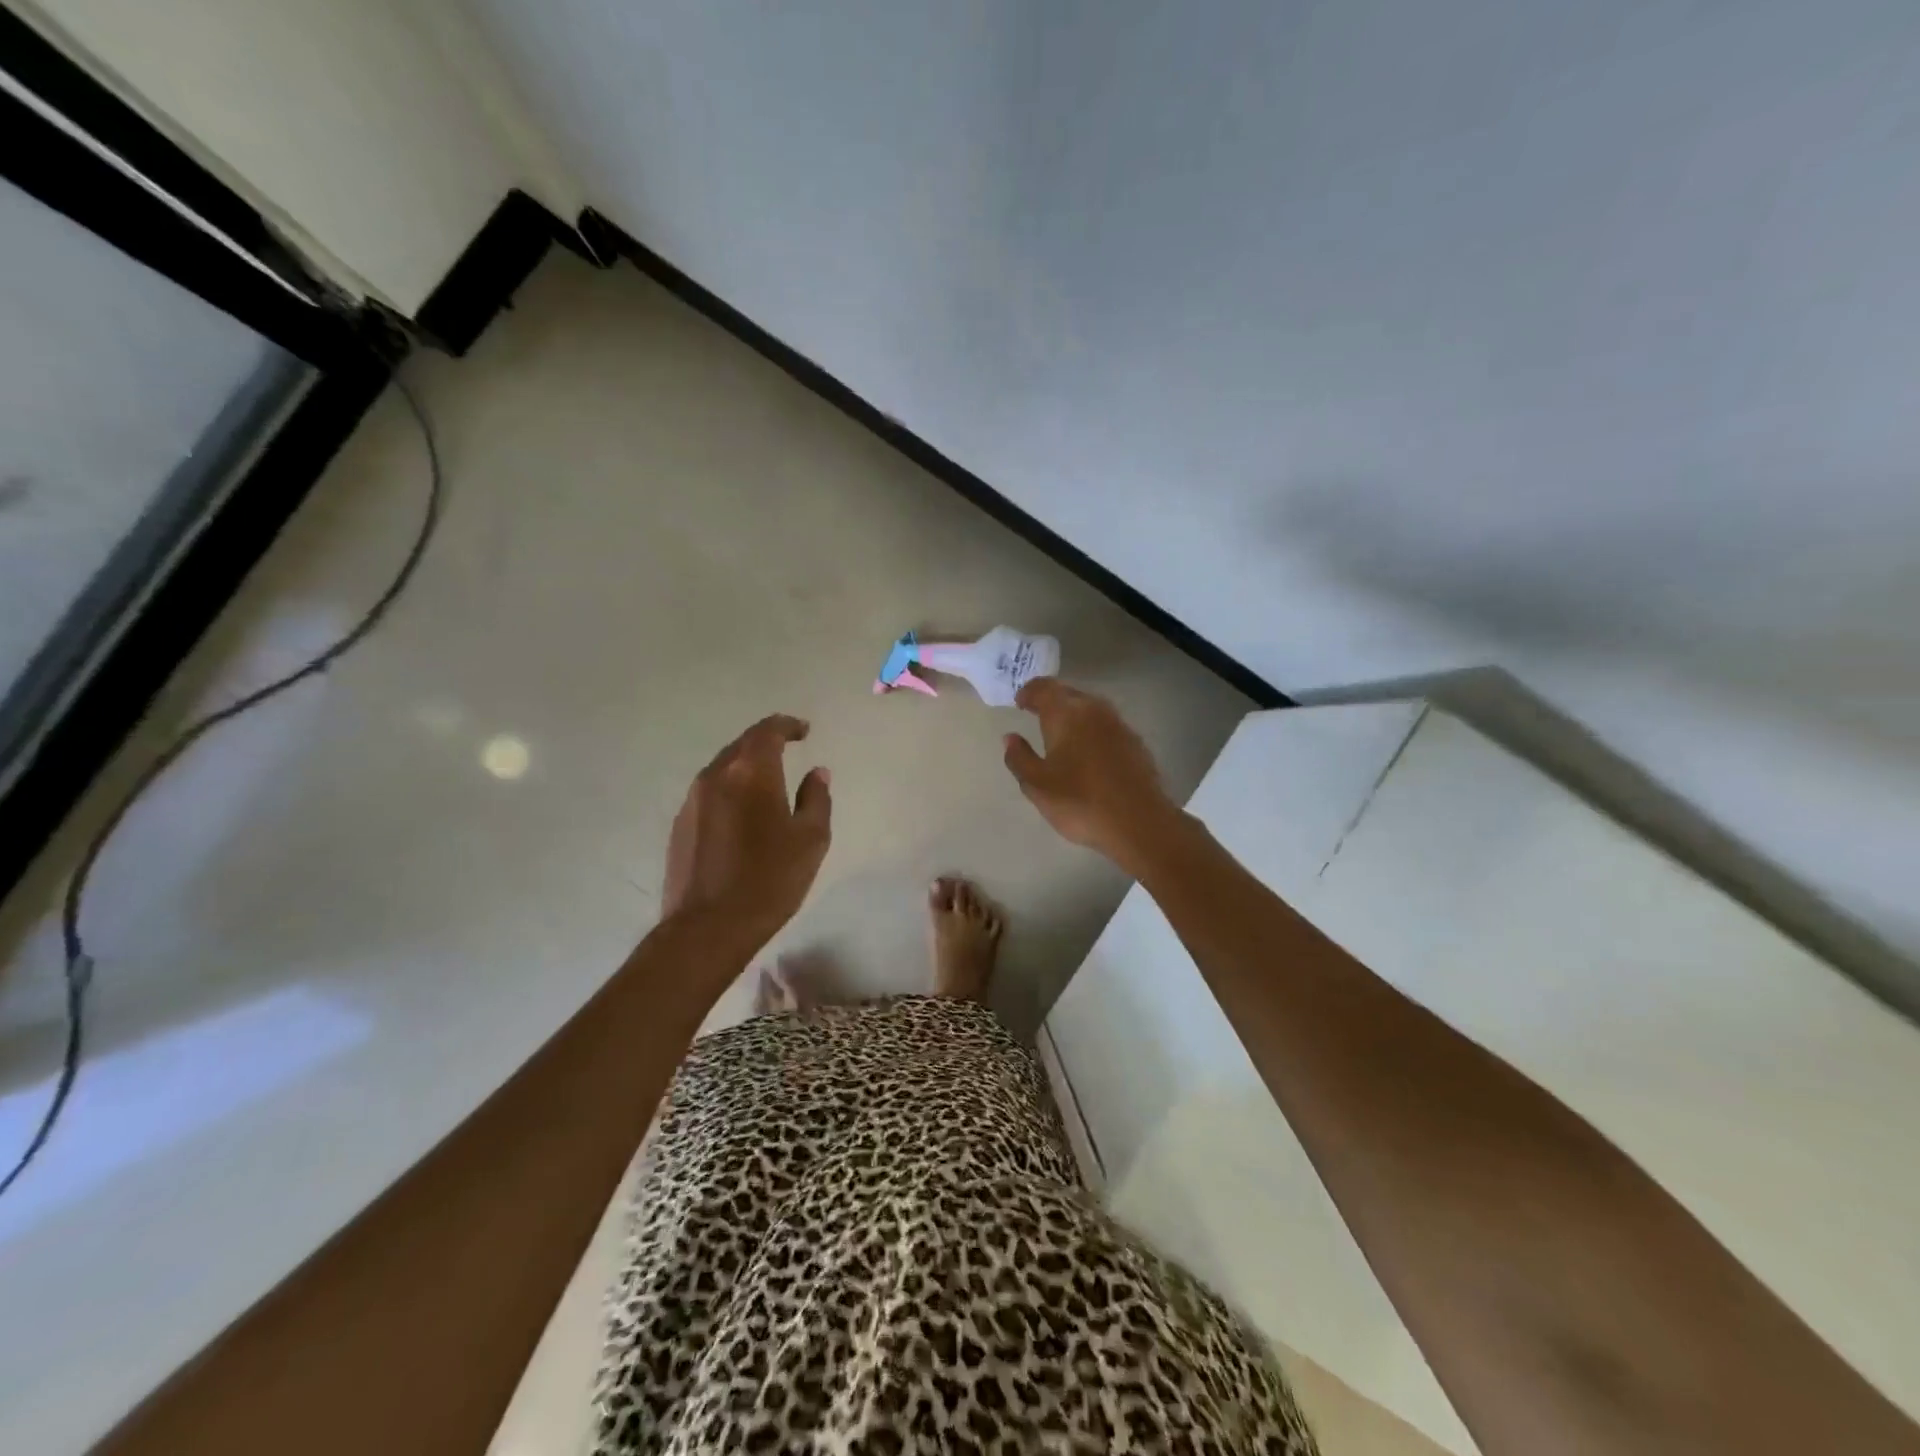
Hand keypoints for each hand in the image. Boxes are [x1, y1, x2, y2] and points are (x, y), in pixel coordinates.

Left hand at [660, 714, 831, 952]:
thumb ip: (817, 799)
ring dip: (746, 765)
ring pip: (723, 767)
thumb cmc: (769, 880)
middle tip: (788, 747)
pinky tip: (742, 810)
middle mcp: (716, 776)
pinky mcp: (680, 824)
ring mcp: (692, 800)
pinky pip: (709, 792)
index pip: (768, 731)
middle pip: (742, 744)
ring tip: (767, 779)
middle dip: (766, 741)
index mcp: (751, 773)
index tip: (804, 731)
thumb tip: (817, 773)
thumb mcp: (811, 840)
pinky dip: (729, 788)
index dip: (787, 725)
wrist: (707, 928)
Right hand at [1002, 679, 1182, 872]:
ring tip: (1060, 734)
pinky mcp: (1135, 742)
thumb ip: (1019, 758)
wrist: (1140, 823)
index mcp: (1066, 714)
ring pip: (1090, 709)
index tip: (1019, 703)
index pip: (1044, 688)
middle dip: (1050, 701)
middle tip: (1035, 714)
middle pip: (1068, 694)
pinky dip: (1091, 730)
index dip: (1029, 692)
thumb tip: (1010, 738)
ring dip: (1072, 714)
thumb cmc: (1080, 802)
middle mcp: (1094, 710)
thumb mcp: (1037, 786)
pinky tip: (1087, 752)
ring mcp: (1119, 725)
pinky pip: (1106, 726)